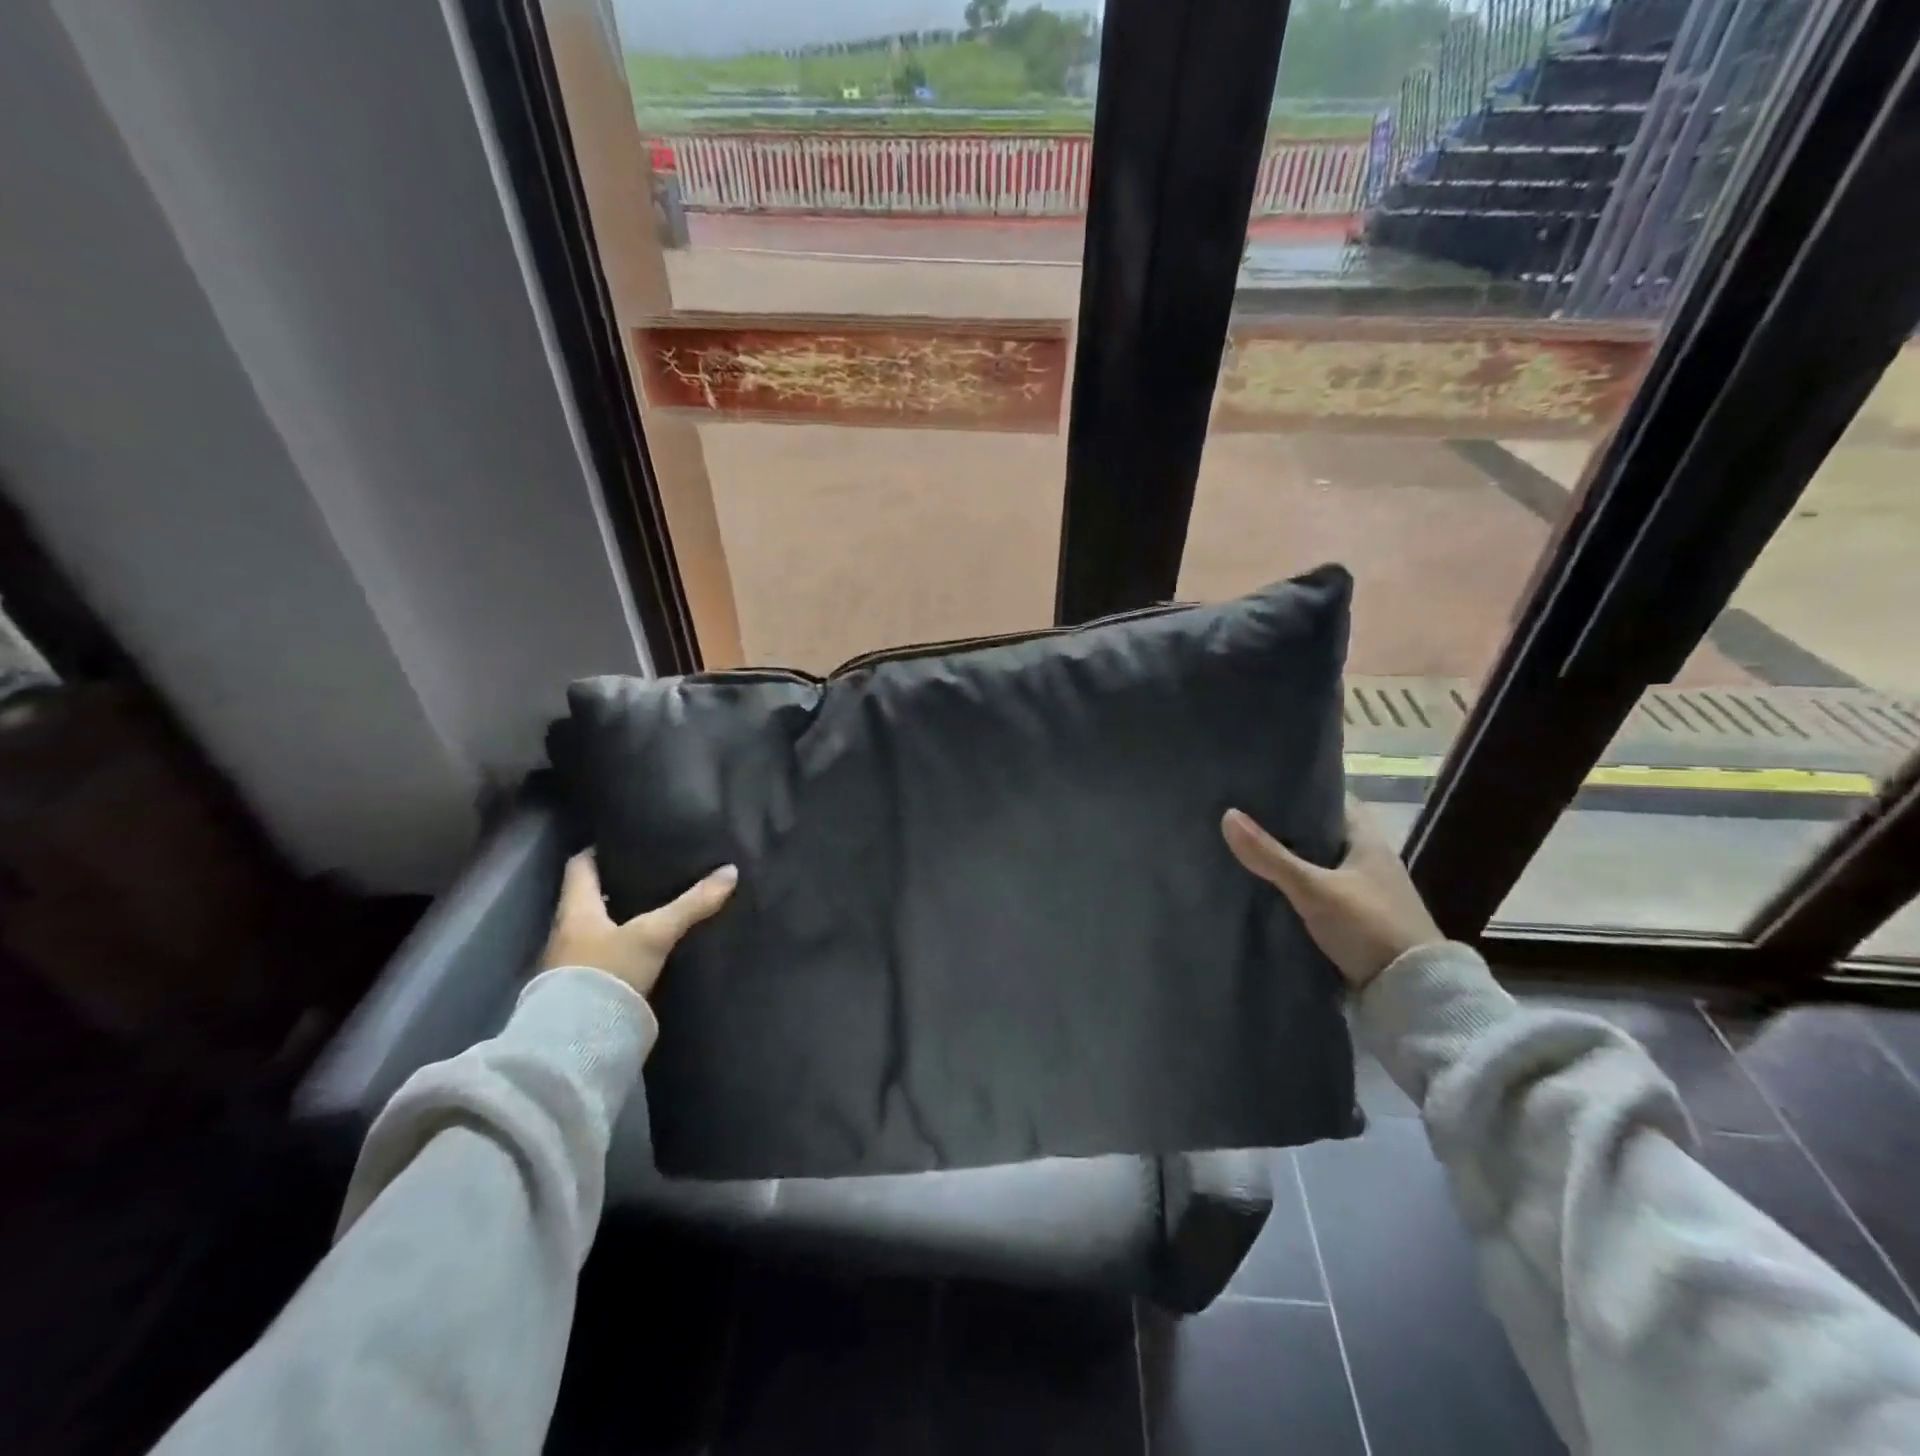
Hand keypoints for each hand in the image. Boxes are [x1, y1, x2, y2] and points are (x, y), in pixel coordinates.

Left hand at [540, 852, 736, 997]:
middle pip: (588, 897)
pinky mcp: (582, 990)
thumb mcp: (655, 933)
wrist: (579, 1043)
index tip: (622, 841)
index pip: (578, 866)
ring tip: (654, 906)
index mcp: (575, 909)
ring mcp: (570, 963)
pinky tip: (646, 947)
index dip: (597, 850)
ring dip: (618, 918)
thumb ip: (691, 904)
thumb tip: (730, 871)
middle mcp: (566, 932)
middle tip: (649, 872)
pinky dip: (621, 946)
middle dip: (615, 885)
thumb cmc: (608, 972)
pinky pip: (602, 955)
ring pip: (596, 928)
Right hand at [1221, 801, 1440, 990]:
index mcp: (1368, 840)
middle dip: (1284, 827)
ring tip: (1242, 849)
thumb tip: (1227, 815)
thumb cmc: (1369, 926)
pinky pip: (1316, 892)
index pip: (1332, 799)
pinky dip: (1293, 887)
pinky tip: (1263, 887)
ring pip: (1315, 864)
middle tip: (1240, 817)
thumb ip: (1271, 856)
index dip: (1300, 790)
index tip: (1262, 787)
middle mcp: (1368, 859)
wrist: (1411, 995)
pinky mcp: (1354, 919)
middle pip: (1319, 832)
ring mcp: (1362, 891)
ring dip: (1287, 860)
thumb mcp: (1314, 889)